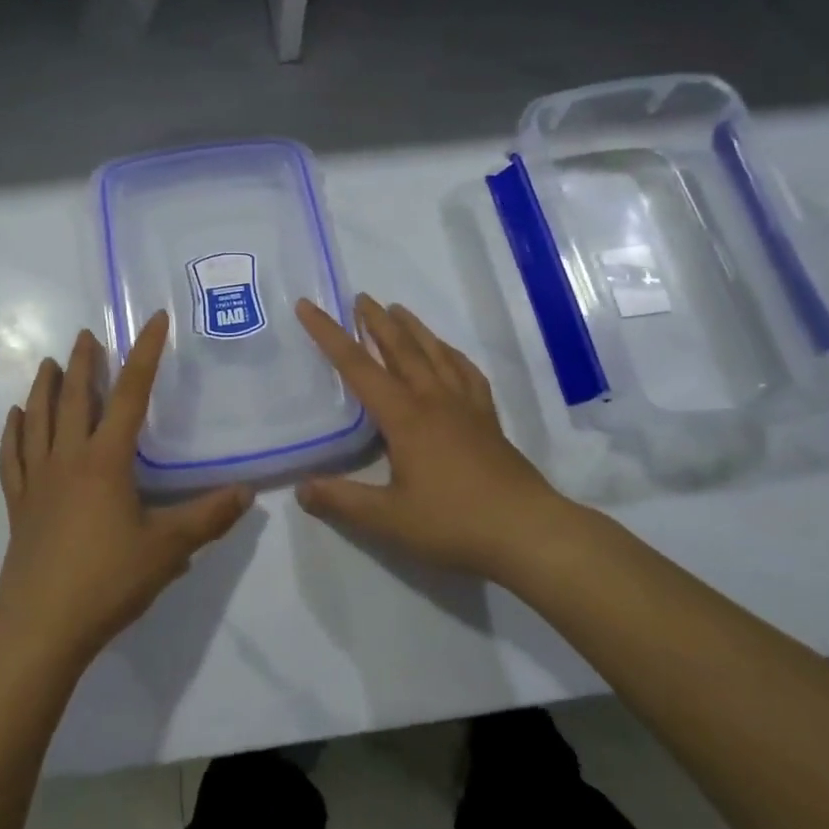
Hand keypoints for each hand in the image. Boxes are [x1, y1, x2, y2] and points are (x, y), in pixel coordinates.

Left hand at [0, 313, 251, 668]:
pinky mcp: (20, 505)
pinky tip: (13, 418)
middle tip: (87, 335)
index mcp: (106, 461)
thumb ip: (208, 517)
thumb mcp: (168, 549)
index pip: (130, 395)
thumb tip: (247, 491)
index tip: (154, 321)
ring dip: (45, 388)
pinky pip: (13, 457)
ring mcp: (38, 481)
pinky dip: (13, 433)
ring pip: (38, 420)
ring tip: (50, 364)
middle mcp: (68, 459)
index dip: (145, 354)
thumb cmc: (107, 581)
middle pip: (75, 399)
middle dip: (84, 363)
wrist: (40, 628)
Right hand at [294, 295, 572, 584]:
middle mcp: (433, 400)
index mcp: (404, 416)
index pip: (357, 366)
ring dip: (413, 328)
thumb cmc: (453, 523)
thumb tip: (301, 489)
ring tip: (398, 310)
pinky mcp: (488, 419)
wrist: (527, 531)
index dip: (329, 335)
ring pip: (435, 353)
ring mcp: (465, 407)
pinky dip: (453, 355)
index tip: (308, 306)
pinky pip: (467, 374)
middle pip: (400, 348)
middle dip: (376, 321)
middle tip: (360, 297)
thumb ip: (342, 501)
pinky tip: (449, 353)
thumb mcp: (388, 520)